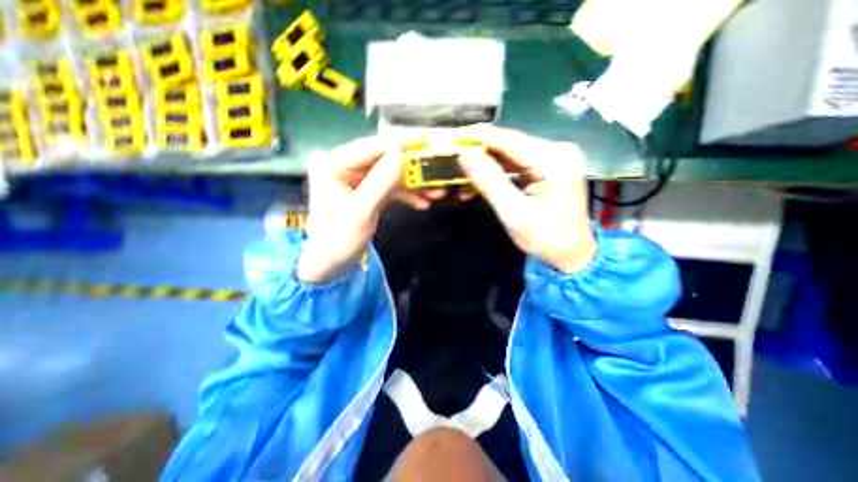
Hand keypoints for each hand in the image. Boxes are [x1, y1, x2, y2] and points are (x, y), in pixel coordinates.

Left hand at [297, 136, 442, 283]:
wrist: (331, 264)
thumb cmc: (339, 239)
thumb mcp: (361, 210)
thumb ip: (382, 181)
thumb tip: (403, 153)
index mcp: (335, 163)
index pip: (373, 146)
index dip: (401, 142)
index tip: (427, 140)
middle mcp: (346, 166)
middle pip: (385, 159)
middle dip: (412, 167)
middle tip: (437, 169)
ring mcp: (358, 179)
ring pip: (391, 174)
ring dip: (413, 183)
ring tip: (436, 192)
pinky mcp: (368, 192)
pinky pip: (390, 188)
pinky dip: (406, 195)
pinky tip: (423, 203)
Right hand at [455, 125, 598, 274]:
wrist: (572, 252)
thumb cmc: (545, 238)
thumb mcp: (514, 213)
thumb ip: (489, 182)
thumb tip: (464, 156)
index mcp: (552, 159)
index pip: (506, 139)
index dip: (476, 137)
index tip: (451, 139)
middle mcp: (555, 150)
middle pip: (506, 144)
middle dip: (477, 153)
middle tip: (451, 162)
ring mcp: (551, 157)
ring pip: (507, 154)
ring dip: (483, 164)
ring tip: (460, 176)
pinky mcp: (546, 167)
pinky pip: (513, 164)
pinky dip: (494, 172)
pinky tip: (478, 182)